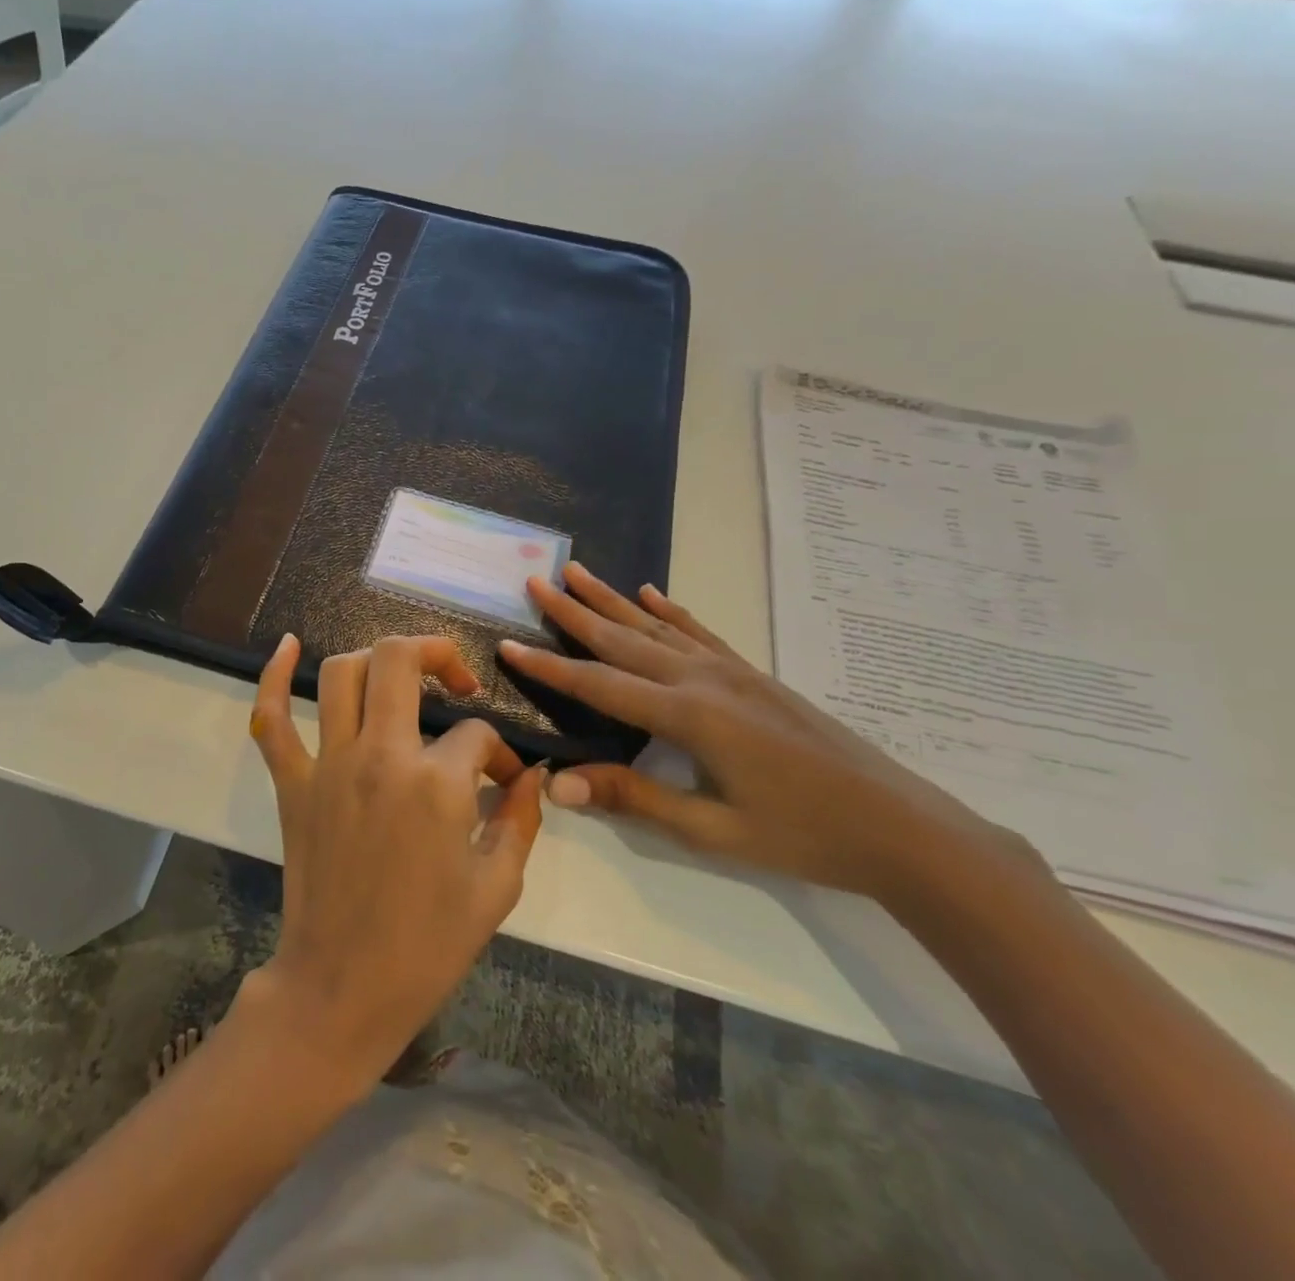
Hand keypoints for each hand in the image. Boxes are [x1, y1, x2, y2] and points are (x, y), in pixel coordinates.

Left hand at [241, 634, 545, 1090]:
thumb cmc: (428, 946)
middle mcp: (380, 756)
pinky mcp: (292, 783)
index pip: (478, 736)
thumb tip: (531, 776)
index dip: (500, 753)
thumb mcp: (497, 888)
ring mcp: (328, 765)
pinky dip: (274, 676)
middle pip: (400, 660)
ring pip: (341, 673)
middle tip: (456, 680)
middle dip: (437, 654)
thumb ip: (520, 820)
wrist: (344, 988)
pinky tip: (288, 645)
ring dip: (374, 660)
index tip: (504, 780)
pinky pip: (271, 718)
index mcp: (437, 784)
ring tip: (398, 676)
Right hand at [498, 564, 1035, 902]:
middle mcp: (703, 680)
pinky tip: (651, 593)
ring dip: (612, 599)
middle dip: (574, 610)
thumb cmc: (803, 835)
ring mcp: (731, 671)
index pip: (598, 684)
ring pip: (656, 626)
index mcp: (687, 716)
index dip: (549, 665)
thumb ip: (634, 799)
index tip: (507, 642)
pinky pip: (700, 633)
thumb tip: (559, 785)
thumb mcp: (712, 830)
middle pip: (623, 639)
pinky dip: (670, 610)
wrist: (902, 827)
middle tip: (536, 580)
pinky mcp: (753, 675)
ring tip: (578, 572)